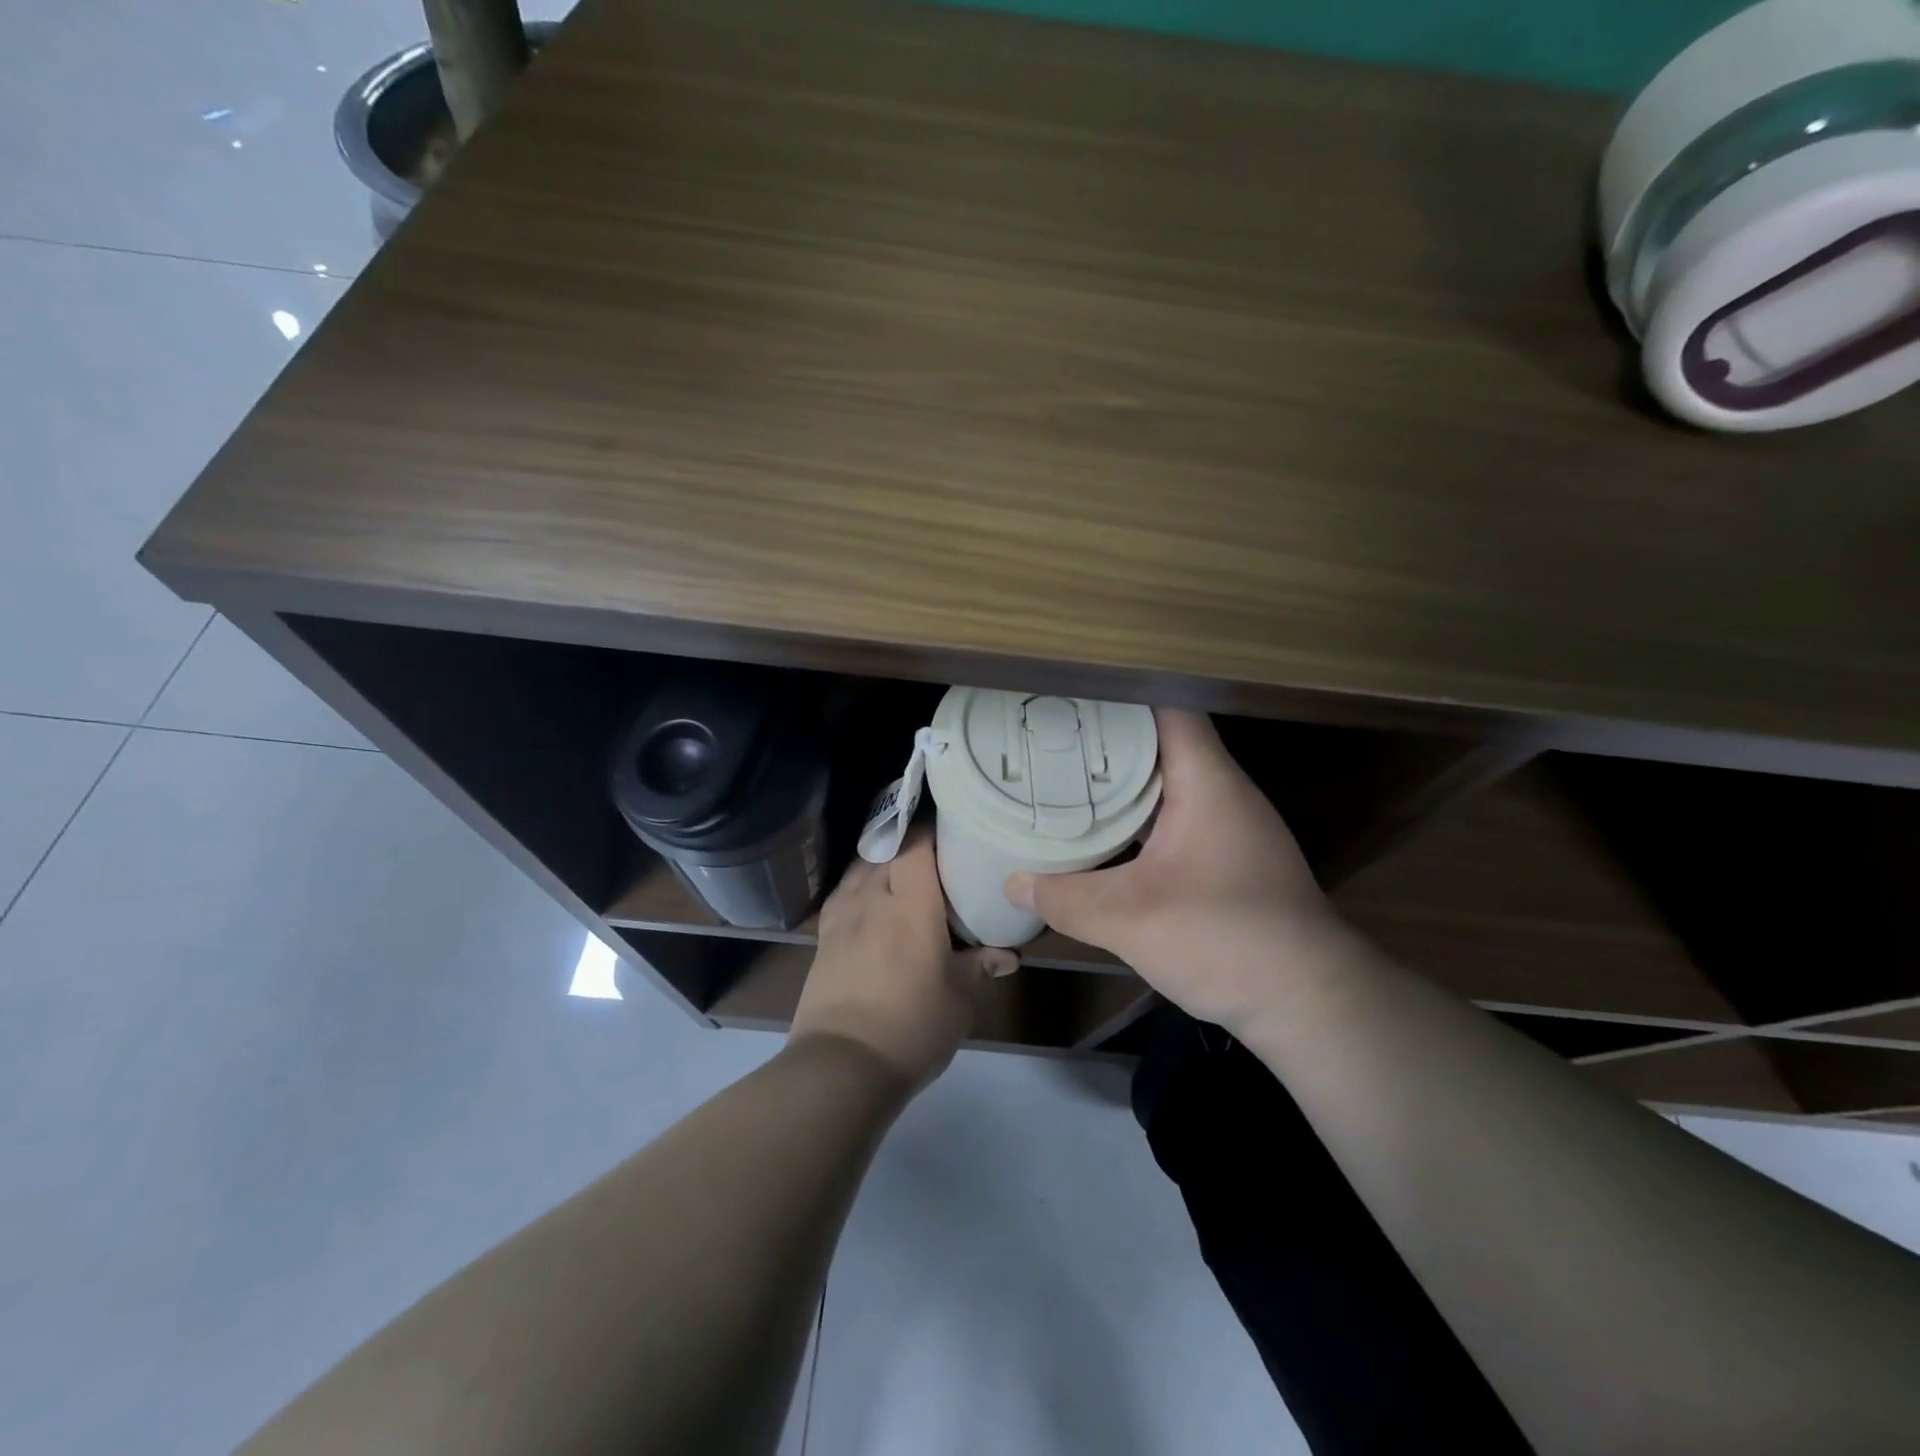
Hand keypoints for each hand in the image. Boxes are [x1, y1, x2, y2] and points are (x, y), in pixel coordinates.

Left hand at [792, 834, 1016, 1092]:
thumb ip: (980, 967)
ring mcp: (842, 915)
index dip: (931, 830)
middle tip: (935, 855)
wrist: (841, 1066)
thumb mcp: (959, 999)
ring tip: (902, 873)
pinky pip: (843, 892)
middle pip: (886, 849)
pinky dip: (859, 886)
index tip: (950, 831)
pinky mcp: (823, 936)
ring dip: (881, 862)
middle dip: (908, 844)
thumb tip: (1008, 955)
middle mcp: (872, 897)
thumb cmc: (912, 1026)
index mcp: (910, 904)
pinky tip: (870, 901)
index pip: (915, 844)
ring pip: (861, 867)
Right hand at [1005, 709, 1352, 1037]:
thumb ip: (1067, 899)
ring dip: (1121, 779)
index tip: (1064, 695)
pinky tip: (1104, 831)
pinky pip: (1173, 815)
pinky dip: (1138, 814)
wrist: (1310, 1002)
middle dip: (1106, 736)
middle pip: (1161, 740)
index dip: (1116, 695)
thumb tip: (1013, 884)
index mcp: (1206, 780)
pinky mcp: (1227, 857)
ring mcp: (1229, 824)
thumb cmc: (1227, 940)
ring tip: (1063, 774)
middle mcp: (1222, 791)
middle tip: (1046, 735)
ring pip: (1167, 781)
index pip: (1164, 706)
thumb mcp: (1131, 920)